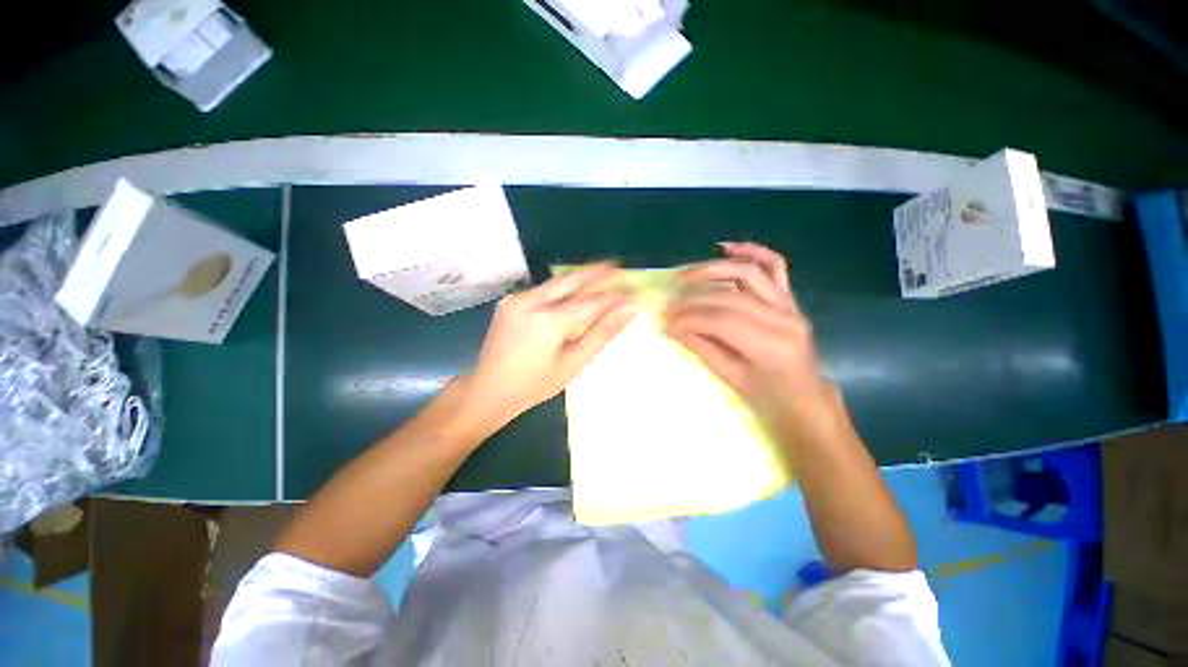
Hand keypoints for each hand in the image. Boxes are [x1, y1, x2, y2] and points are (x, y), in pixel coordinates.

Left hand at [466, 264, 635, 427]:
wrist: (489, 390)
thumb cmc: (536, 384)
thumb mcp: (574, 362)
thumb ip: (602, 333)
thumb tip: (627, 311)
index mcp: (547, 319)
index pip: (590, 302)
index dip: (614, 297)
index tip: (633, 294)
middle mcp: (530, 300)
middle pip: (571, 280)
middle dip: (596, 272)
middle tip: (617, 266)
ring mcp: (516, 298)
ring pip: (555, 283)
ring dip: (579, 279)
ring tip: (601, 273)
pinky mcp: (509, 301)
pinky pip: (542, 291)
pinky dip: (561, 289)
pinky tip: (573, 291)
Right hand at [664, 242, 833, 435]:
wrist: (806, 401)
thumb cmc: (769, 399)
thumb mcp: (731, 378)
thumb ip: (702, 347)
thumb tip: (672, 328)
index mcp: (771, 345)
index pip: (721, 320)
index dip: (689, 317)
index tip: (664, 320)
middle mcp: (784, 318)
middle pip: (730, 297)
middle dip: (693, 300)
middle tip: (668, 306)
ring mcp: (790, 305)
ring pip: (749, 273)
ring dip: (714, 270)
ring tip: (686, 276)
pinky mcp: (790, 300)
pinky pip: (775, 267)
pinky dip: (752, 252)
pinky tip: (727, 249)